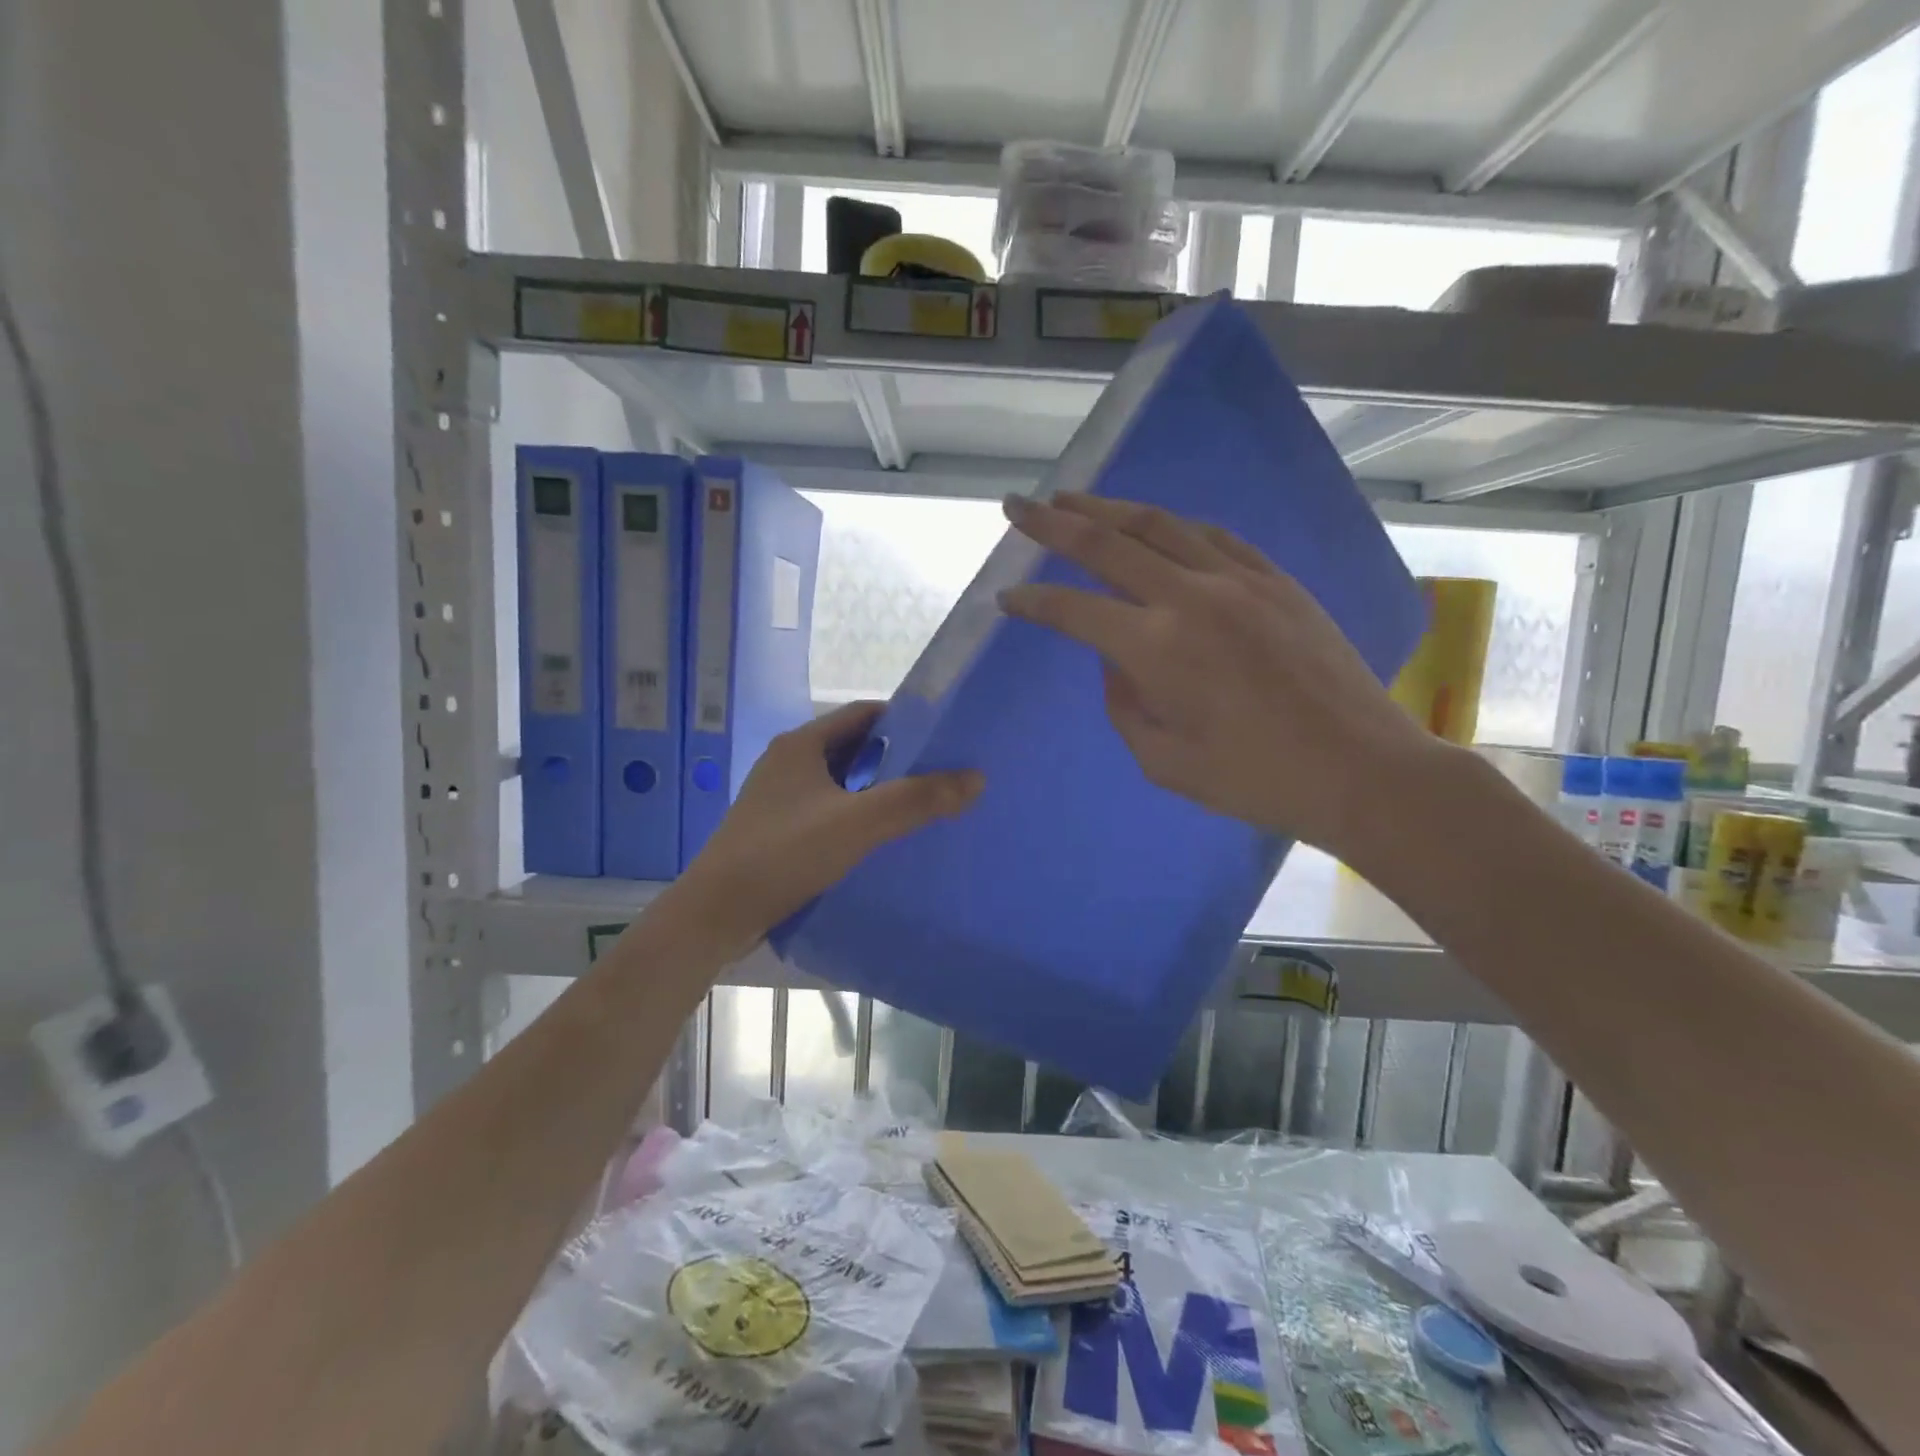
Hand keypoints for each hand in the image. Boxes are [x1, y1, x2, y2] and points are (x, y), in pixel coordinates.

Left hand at [671, 701, 982, 959]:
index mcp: (801, 745)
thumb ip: (916, 800)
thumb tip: (975, 778)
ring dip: (876, 790)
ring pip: (841, 782)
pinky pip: (828, 810)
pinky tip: (880, 839)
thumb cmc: (784, 854)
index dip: (904, 719)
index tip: (943, 736)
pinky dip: (856, 815)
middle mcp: (788, 763)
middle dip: (896, 757)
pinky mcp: (777, 831)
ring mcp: (780, 799)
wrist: (716, 914)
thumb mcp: (857, 823)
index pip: (863, 714)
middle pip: (853, 748)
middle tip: (941, 773)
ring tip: (920, 806)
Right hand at [998, 492, 1446, 865]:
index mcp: (1156, 650)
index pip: (1074, 611)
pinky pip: (1213, 536)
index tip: (1006, 597)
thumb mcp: (1163, 761)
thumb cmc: (1254, 780)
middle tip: (1016, 506)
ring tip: (1073, 500)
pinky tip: (1155, 523)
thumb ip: (1124, 704)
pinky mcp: (1276, 580)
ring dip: (1108, 509)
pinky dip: (1173, 525)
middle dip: (1052, 525)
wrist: (1360, 769)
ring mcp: (1239, 581)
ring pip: (1159, 525)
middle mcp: (1190, 598)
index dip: (1034, 602)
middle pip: (1107, 545)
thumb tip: (1117, 660)